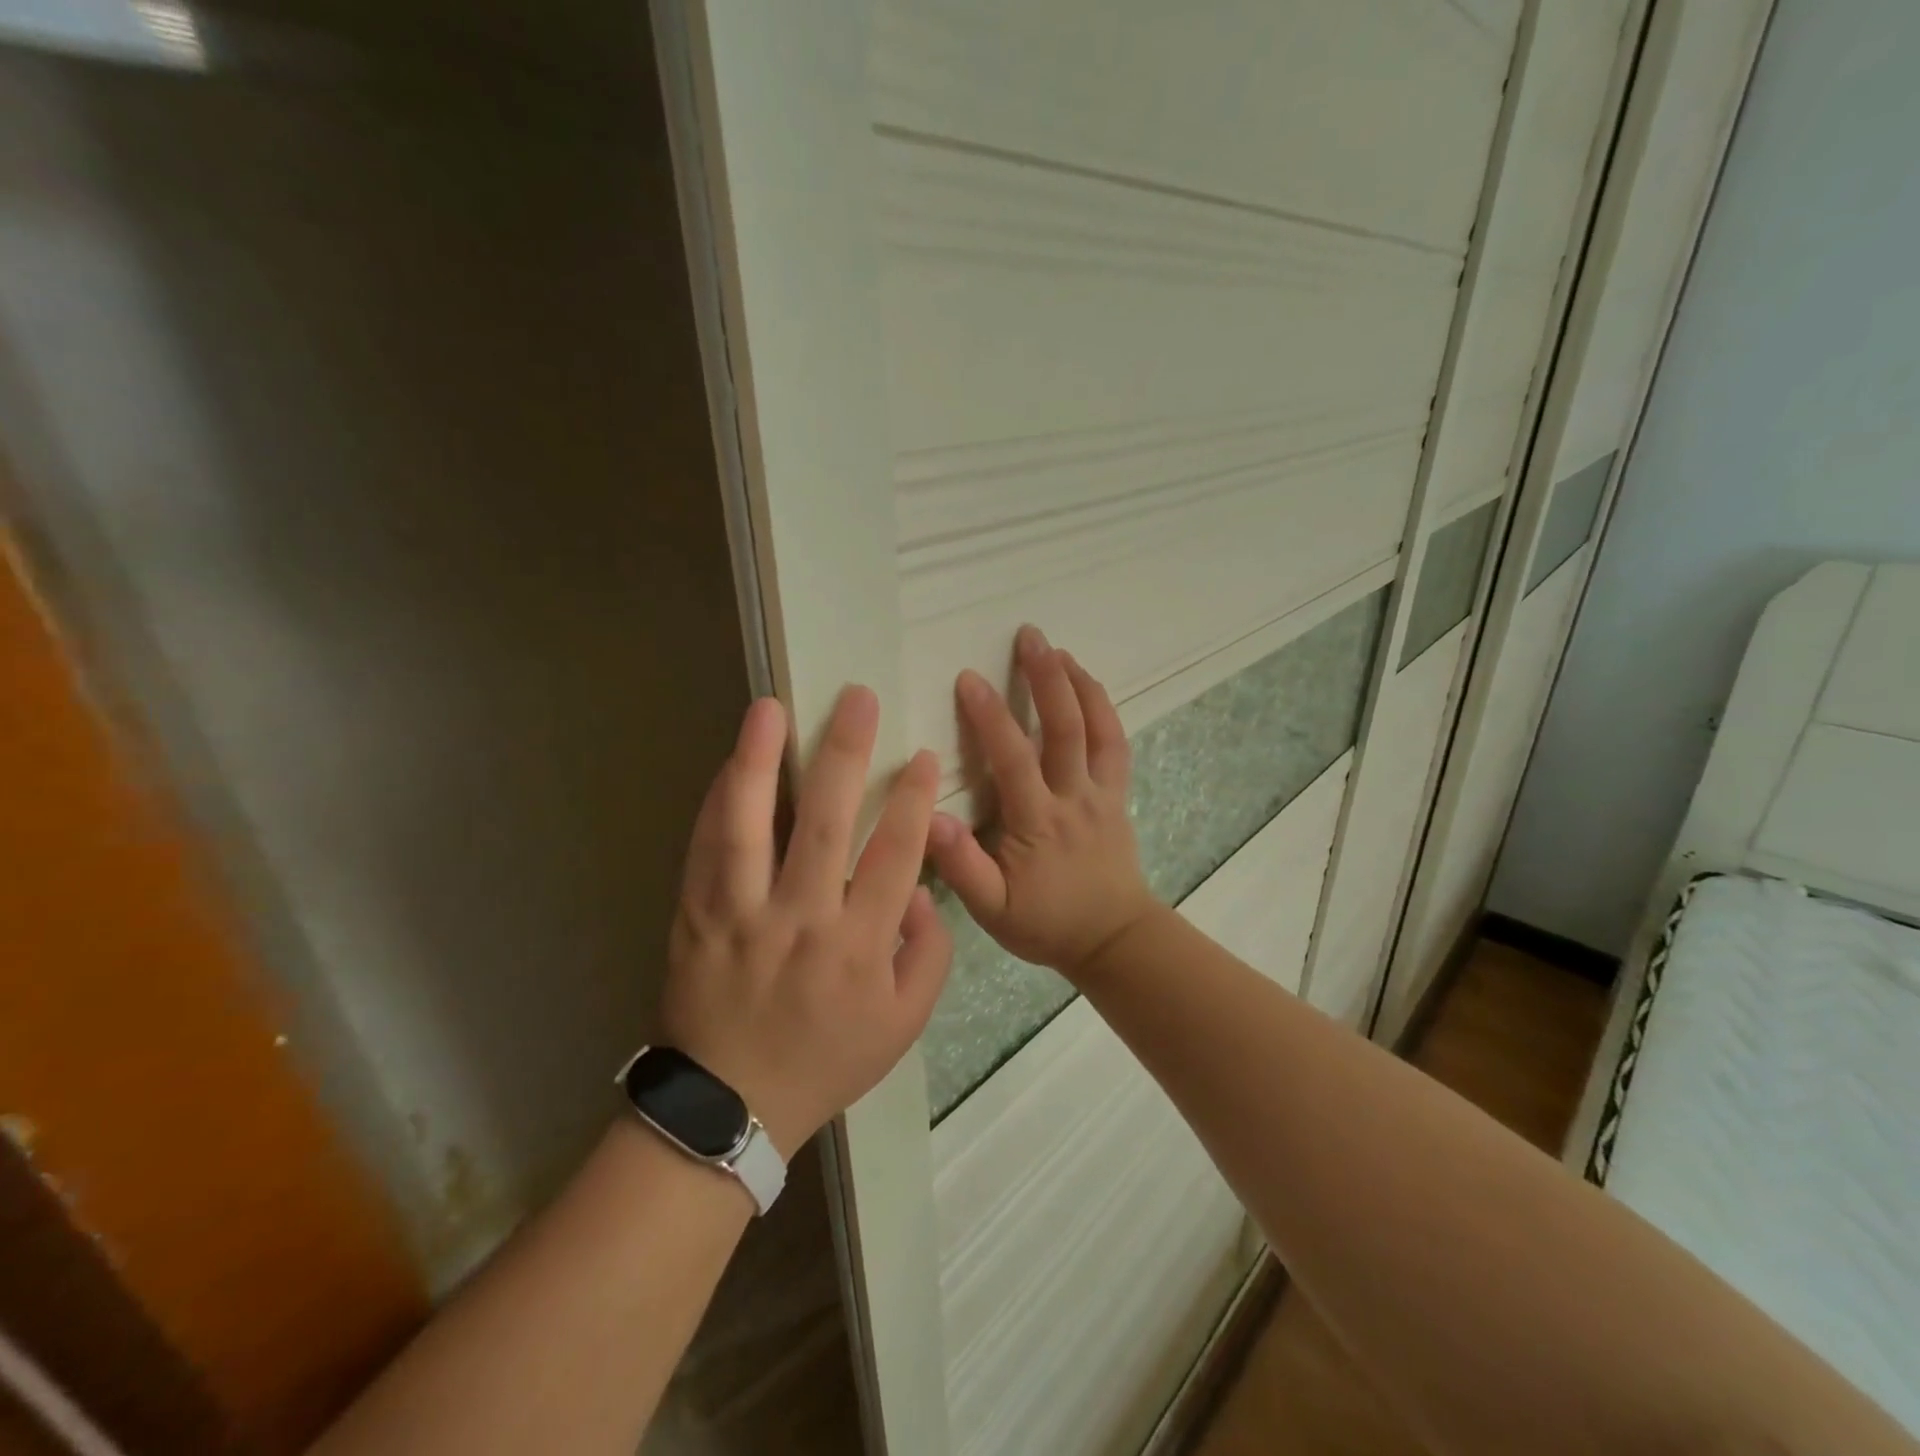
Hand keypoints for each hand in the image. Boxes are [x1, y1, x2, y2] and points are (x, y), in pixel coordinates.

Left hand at [661, 688, 951, 1156]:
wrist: (731, 1106)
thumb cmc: (828, 1059)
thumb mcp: (904, 1023)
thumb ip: (927, 952)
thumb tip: (916, 886)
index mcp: (859, 947)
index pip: (895, 855)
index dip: (913, 800)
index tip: (922, 756)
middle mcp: (801, 921)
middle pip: (827, 824)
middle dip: (847, 755)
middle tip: (857, 699)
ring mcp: (741, 916)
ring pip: (750, 827)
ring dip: (762, 761)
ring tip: (769, 709)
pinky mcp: (696, 917)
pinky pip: (705, 850)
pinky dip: (718, 802)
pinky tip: (731, 762)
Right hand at [928, 626, 1158, 982]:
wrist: (1112, 939)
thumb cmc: (1045, 923)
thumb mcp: (992, 909)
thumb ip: (961, 866)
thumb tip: (930, 818)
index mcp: (1037, 822)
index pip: (1012, 758)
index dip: (989, 716)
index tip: (967, 677)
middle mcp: (1073, 798)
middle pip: (1064, 728)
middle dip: (1045, 678)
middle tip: (1029, 636)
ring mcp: (1101, 794)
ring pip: (1097, 729)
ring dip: (1079, 684)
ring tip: (1059, 649)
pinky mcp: (1117, 796)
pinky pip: (1116, 745)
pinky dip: (1104, 710)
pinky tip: (1090, 686)